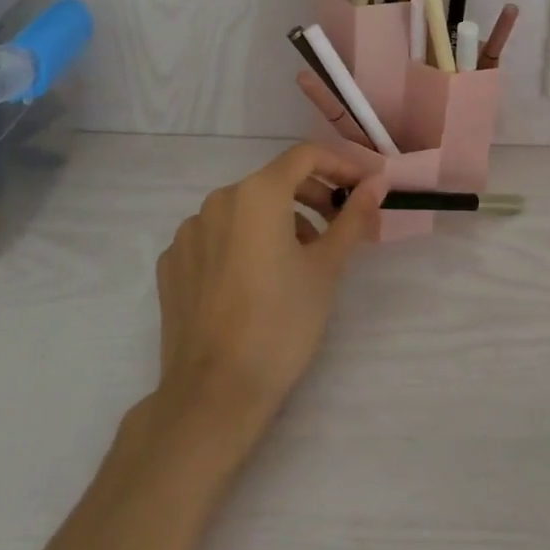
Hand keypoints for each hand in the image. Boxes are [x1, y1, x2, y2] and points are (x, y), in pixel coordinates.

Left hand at [155, 144, 386, 424]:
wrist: (214, 393)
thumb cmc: (282, 322)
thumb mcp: (327, 267)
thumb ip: (353, 217)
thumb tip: (377, 183)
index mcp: (257, 193)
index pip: (305, 156)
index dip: (340, 165)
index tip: (363, 189)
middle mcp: (217, 201)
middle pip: (275, 182)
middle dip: (313, 197)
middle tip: (340, 228)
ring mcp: (188, 233)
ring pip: (245, 211)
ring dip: (279, 222)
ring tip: (301, 261)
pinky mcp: (172, 264)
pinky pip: (217, 238)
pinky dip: (244, 244)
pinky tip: (256, 282)